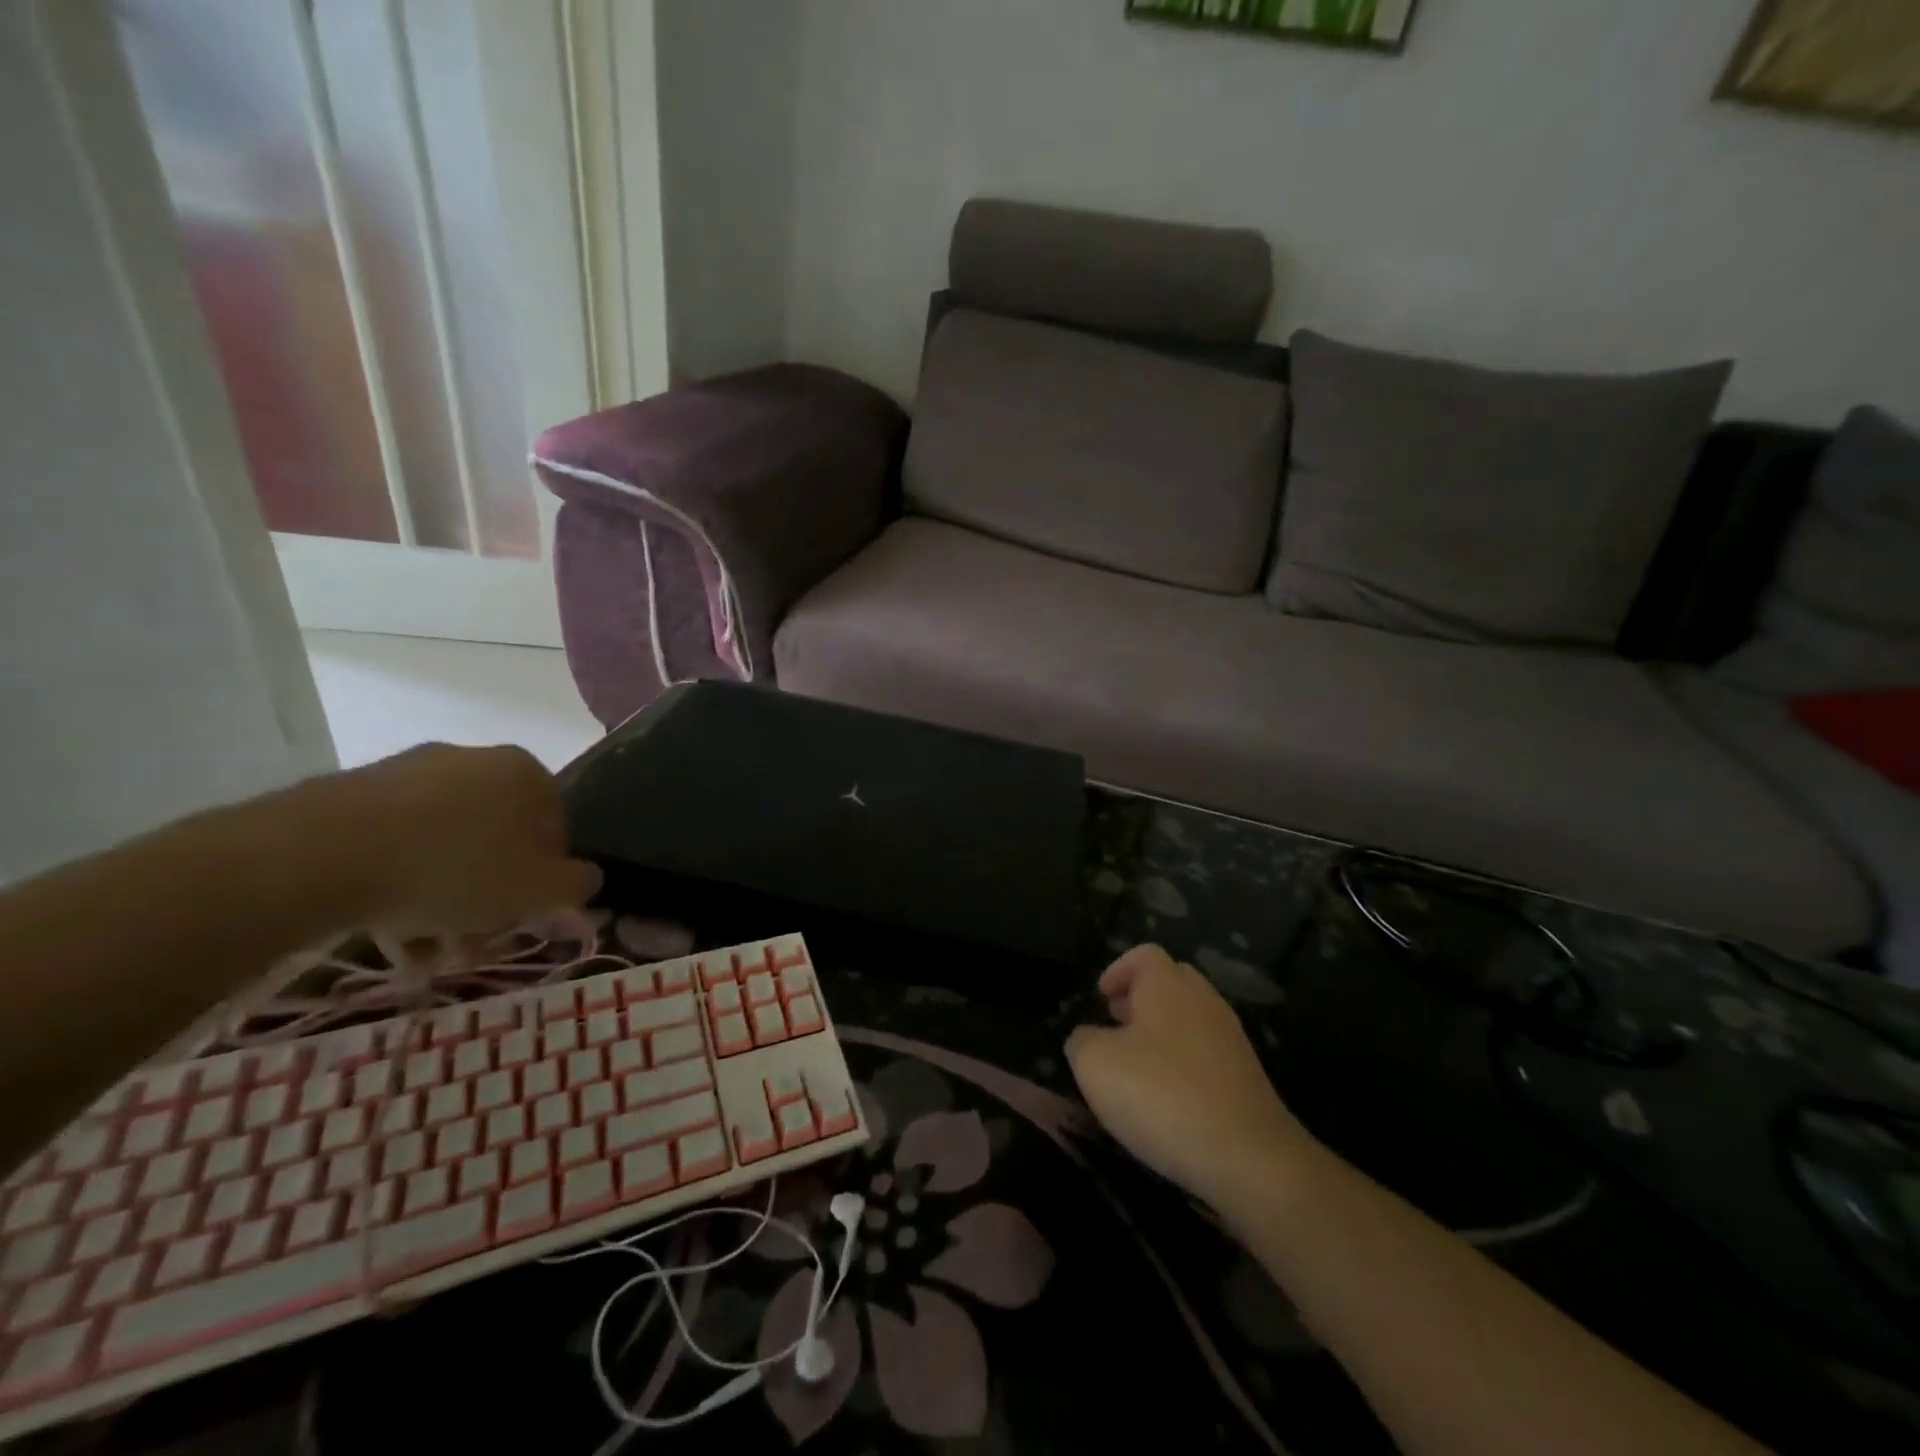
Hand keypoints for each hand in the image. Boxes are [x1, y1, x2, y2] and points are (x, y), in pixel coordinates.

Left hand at [344, 744, 601, 940]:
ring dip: (442, 900)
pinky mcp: (353, 794)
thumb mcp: (539, 890)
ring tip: (422, 952)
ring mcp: (410, 773)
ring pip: (443, 847)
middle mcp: (475, 761)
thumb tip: (585, 879)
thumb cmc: (456, 869)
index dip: (543, 880)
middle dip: (488, 896)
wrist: (323, 854)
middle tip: (471, 943)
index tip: (520, 917)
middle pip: (496, 840)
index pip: (554, 830)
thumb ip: (577, 885)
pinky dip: (398, 884)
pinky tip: (386, 930)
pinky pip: (394, 844)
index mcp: (526, 773)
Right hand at [1065, 945, 1311, 1205]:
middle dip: (1140, 999)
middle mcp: (1204, 1001)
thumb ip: (1082, 1040)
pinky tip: (1168, 1099)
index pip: (1143, 954)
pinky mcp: (1247, 1078)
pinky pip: (1207, 1054)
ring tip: (1136, 1068)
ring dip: (1161, 1034)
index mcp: (1168, 986)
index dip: (1118, 970)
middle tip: (1115, 1026)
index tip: (1100, 998)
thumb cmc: (1162, 1096)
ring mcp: (1231, 1039)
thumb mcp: (1096, 1065)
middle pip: (1171, 982)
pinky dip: (1183, 1064)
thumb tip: (1089, 1038)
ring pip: (1190, 1019)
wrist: (1249, 1158)